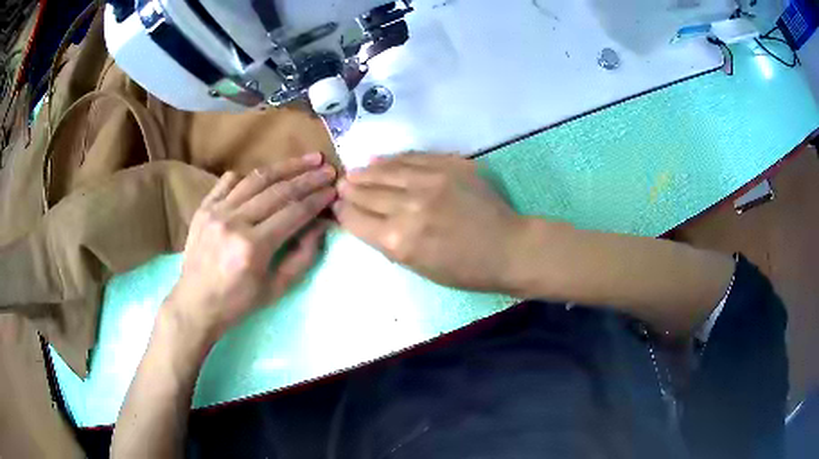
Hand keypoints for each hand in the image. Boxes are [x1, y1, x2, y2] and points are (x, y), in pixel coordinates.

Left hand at [167, 152, 336, 341]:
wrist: (195, 302)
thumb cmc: (238, 302)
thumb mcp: (277, 289)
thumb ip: (302, 256)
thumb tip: (321, 225)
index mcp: (253, 247)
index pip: (294, 213)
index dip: (317, 200)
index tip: (334, 189)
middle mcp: (234, 222)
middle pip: (278, 191)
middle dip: (308, 178)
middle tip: (328, 169)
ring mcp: (216, 211)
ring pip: (256, 178)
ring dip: (285, 167)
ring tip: (307, 159)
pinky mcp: (204, 207)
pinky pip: (229, 180)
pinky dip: (250, 175)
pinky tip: (265, 175)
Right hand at [334, 153, 525, 292]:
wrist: (507, 248)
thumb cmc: (464, 270)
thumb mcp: (418, 267)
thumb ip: (388, 241)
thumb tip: (365, 219)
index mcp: (398, 240)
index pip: (356, 218)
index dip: (342, 211)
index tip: (336, 205)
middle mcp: (409, 206)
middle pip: (367, 192)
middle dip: (350, 189)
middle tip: (341, 184)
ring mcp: (431, 181)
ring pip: (386, 170)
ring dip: (367, 171)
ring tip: (355, 171)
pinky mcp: (449, 165)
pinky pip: (412, 158)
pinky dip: (393, 160)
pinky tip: (381, 160)